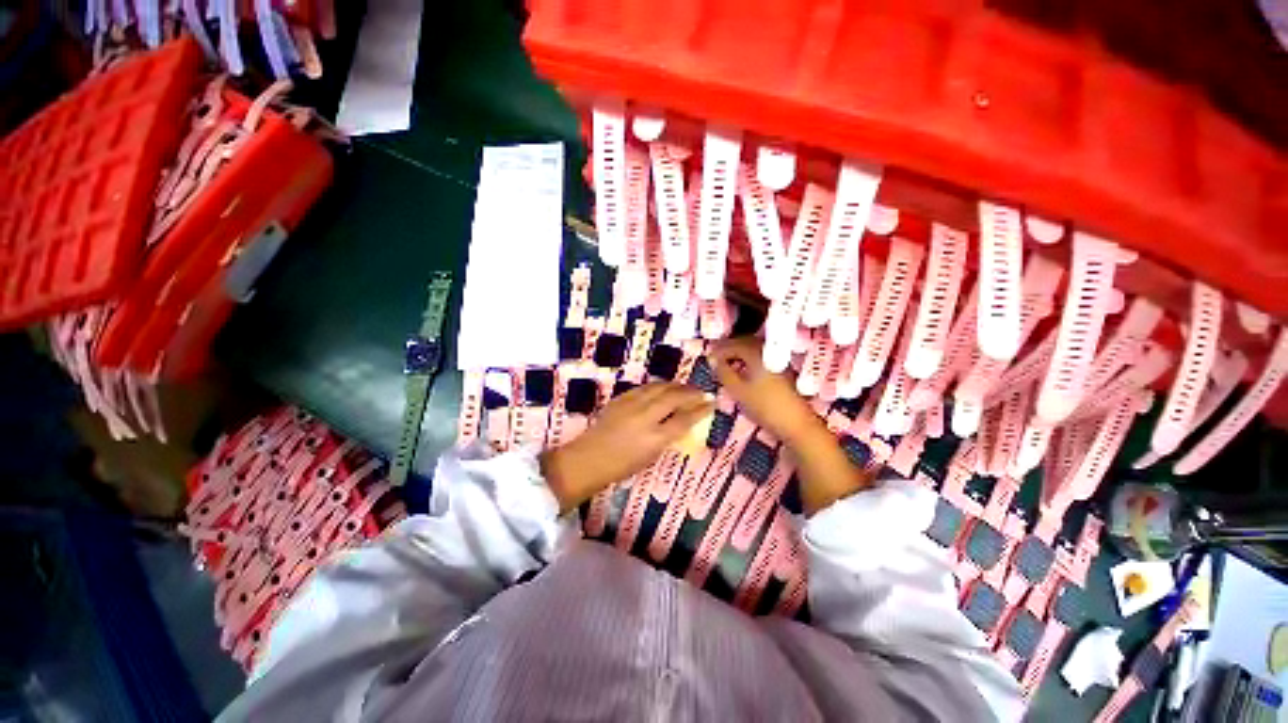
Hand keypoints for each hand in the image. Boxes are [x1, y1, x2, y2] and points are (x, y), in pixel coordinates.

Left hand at [540, 383, 713, 511]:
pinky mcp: (621, 399)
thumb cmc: (621, 466)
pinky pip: (644, 388)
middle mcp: (645, 417)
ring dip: (674, 385)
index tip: (711, 403)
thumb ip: (667, 438)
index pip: (684, 419)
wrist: (589, 459)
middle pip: (673, 397)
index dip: (700, 409)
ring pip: (658, 387)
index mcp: (655, 438)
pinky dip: (657, 386)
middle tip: (700, 391)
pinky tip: (662, 388)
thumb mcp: (650, 457)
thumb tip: (680, 422)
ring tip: (683, 387)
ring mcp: (631, 405)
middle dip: (690, 392)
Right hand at [710, 336, 824, 445]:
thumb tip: (713, 360)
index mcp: (756, 353)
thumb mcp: (738, 390)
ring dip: (738, 354)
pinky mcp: (781, 370)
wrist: (796, 423)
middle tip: (715, 359)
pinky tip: (743, 371)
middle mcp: (767, 352)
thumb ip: (723, 373)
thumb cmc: (764, 406)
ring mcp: (776, 361)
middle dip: (728, 349)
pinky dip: (748, 361)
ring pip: (753, 351)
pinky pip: (760, 358)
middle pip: (744, 343)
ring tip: (726, 365)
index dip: (718, 350)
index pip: (733, 344)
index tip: (708, 358)